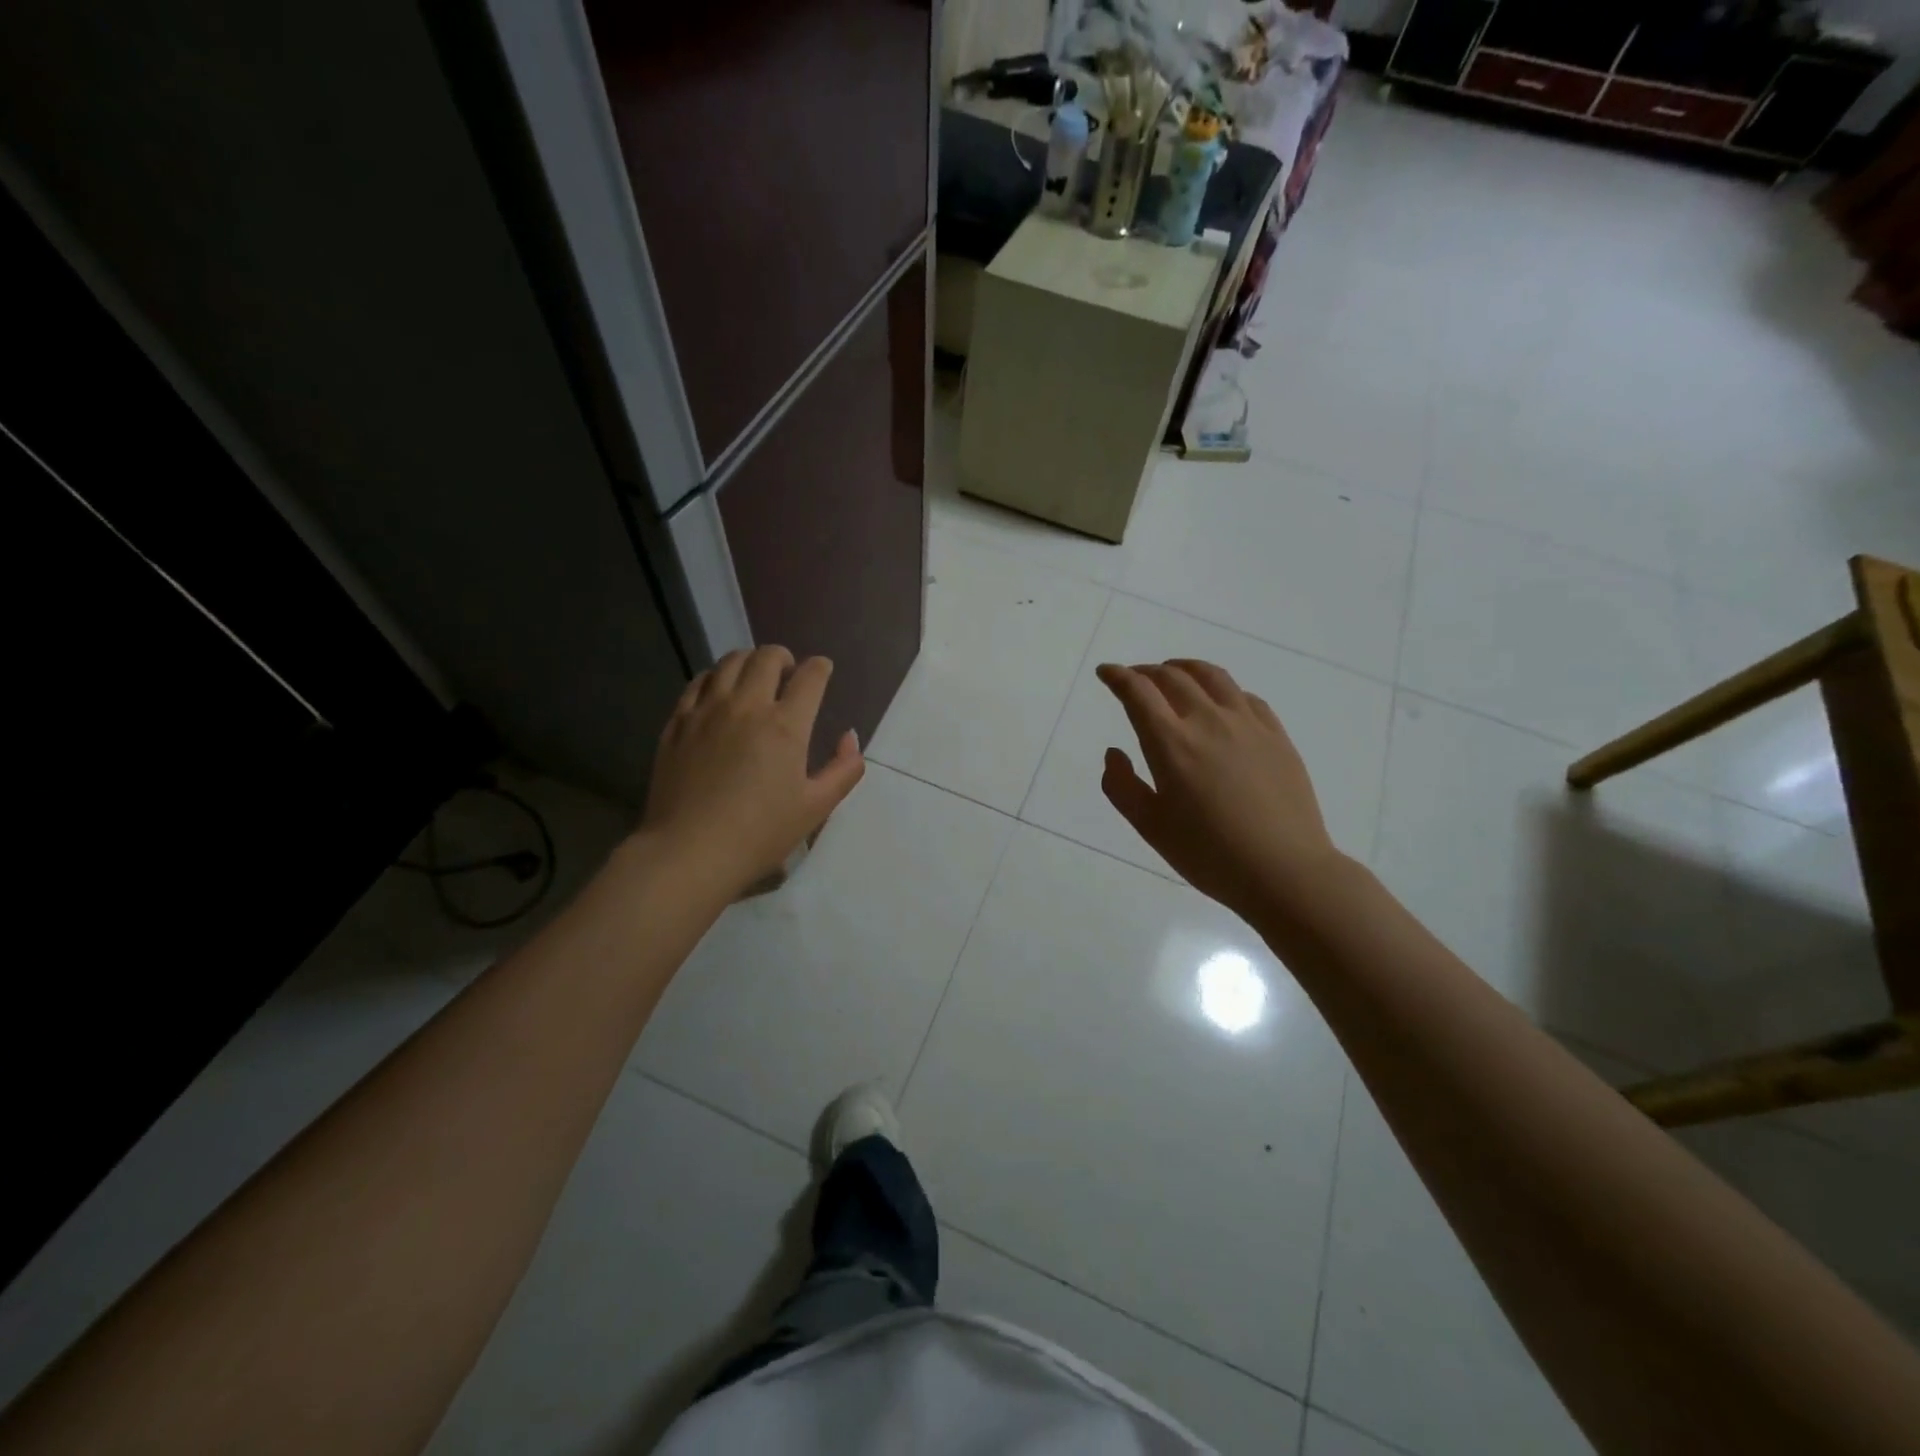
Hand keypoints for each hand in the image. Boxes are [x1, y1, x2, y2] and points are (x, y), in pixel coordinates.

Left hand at [641, 646, 864, 897]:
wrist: (690, 852)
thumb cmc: (760, 833)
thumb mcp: (816, 807)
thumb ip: (843, 769)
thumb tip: (849, 737)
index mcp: (786, 725)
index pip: (810, 677)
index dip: (820, 668)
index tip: (823, 671)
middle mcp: (746, 706)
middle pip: (767, 658)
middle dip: (784, 657)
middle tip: (789, 673)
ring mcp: (707, 711)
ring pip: (729, 662)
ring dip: (749, 661)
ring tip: (754, 676)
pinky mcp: (678, 723)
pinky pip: (697, 682)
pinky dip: (715, 677)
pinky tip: (718, 691)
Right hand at [1097, 659, 1346, 923]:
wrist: (1284, 870)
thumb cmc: (1208, 854)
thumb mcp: (1151, 827)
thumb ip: (1122, 786)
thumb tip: (1114, 753)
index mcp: (1171, 743)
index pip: (1138, 692)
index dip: (1117, 676)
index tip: (1105, 672)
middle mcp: (1207, 721)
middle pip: (1172, 677)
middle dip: (1146, 671)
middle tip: (1134, 678)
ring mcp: (1247, 724)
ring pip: (1212, 677)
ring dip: (1185, 668)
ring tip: (1174, 673)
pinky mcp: (1276, 735)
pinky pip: (1244, 696)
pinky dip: (1221, 689)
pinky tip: (1219, 701)